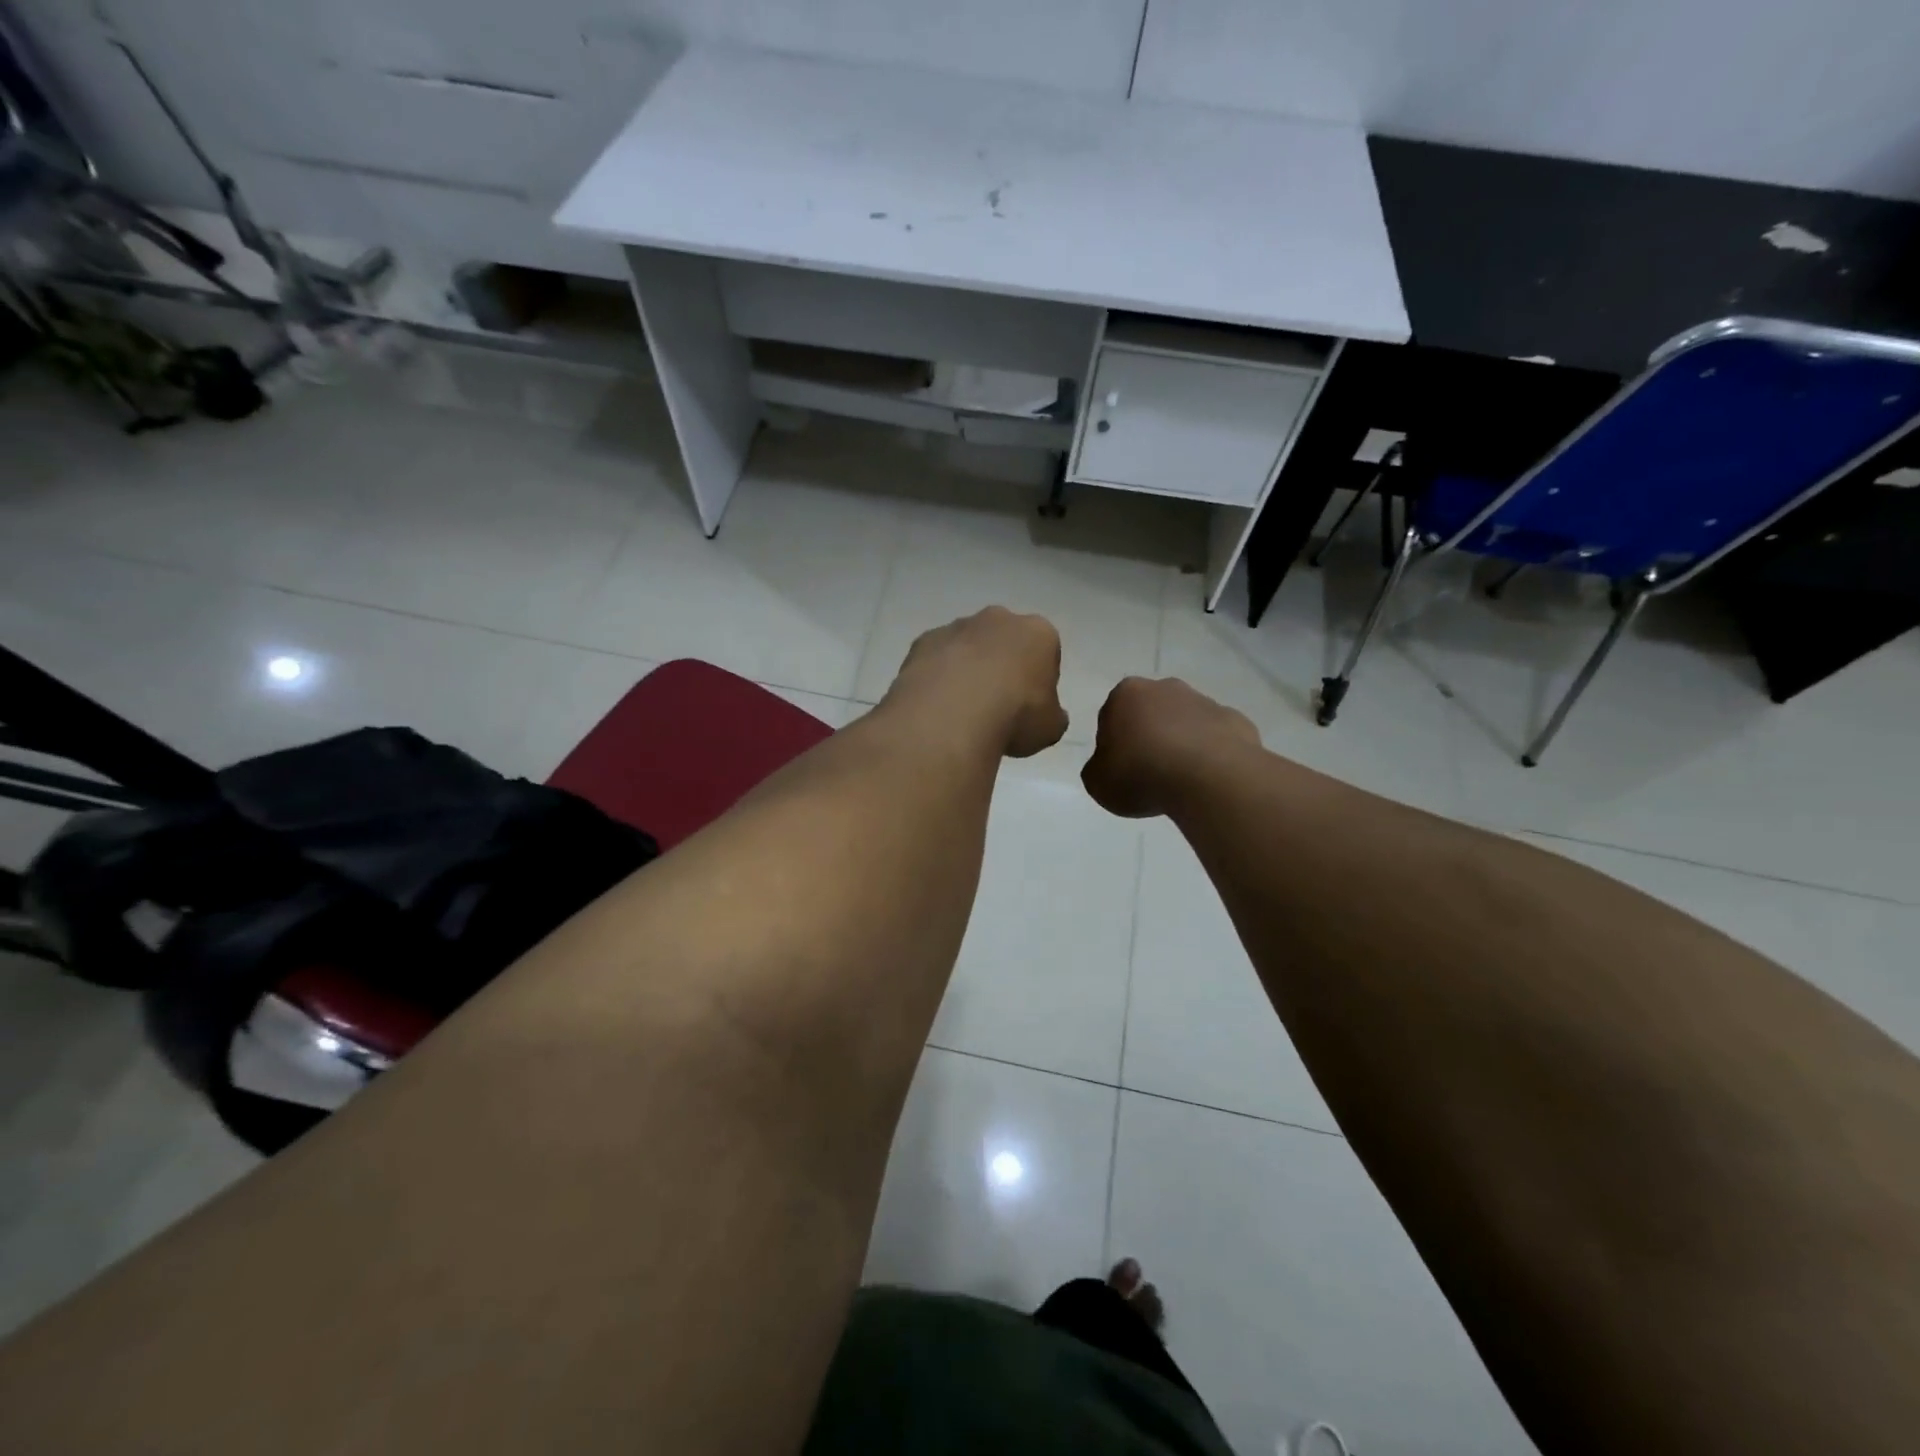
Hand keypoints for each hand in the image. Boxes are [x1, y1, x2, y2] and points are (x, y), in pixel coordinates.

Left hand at [885, 607, 1068, 758]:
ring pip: (967, 647)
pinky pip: (936, 658)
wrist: (953, 712)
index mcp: (1038, 632)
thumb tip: (1048, 716)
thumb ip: (1052, 716)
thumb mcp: (1050, 728)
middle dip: (1001, 665)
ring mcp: (956, 627)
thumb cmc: (1015, 715)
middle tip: (996, 704)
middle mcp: (998, 619)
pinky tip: (937, 705)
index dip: (1038, 679)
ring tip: (962, 709)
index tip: (1029, 705)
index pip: (1045, 651)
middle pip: (1004, 640)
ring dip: (966, 669)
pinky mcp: (923, 641)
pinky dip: (937, 676)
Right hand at [1082, 676, 1259, 817]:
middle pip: (1151, 713)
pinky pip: (1216, 738)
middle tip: (1149, 773)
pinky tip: (1208, 779)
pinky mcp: (1236, 721)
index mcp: (1125, 694)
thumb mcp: (1097, 782)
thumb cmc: (1141, 774)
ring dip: (1181, 744)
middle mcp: (1166, 688)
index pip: (1111, 716)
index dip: (1114, 745)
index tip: (1120, 770)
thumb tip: (1110, 765)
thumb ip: (1098, 768)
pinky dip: (1211, 755)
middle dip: (1149, 736)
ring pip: (1186, 723)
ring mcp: (1205, 701)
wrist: (1208, 778)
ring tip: (1181, 781)